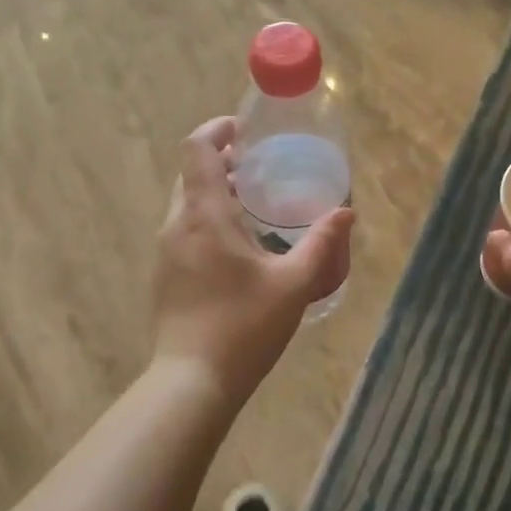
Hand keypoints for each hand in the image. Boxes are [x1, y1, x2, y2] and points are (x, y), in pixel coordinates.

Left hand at [152, 116, 353, 402]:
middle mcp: (177, 225)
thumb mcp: (293, 285)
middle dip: (220, 162)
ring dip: (213, 193)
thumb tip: (345, 213)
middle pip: (190, 174)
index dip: (216, 130)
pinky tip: (237, 248)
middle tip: (258, 168)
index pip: (196, 149)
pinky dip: (207, 220)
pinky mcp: (165, 276)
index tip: (242, 130)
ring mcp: (165, 252)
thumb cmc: (243, 327)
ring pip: (186, 204)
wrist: (192, 380)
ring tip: (253, 206)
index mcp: (204, 216)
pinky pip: (184, 231)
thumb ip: (321, 244)